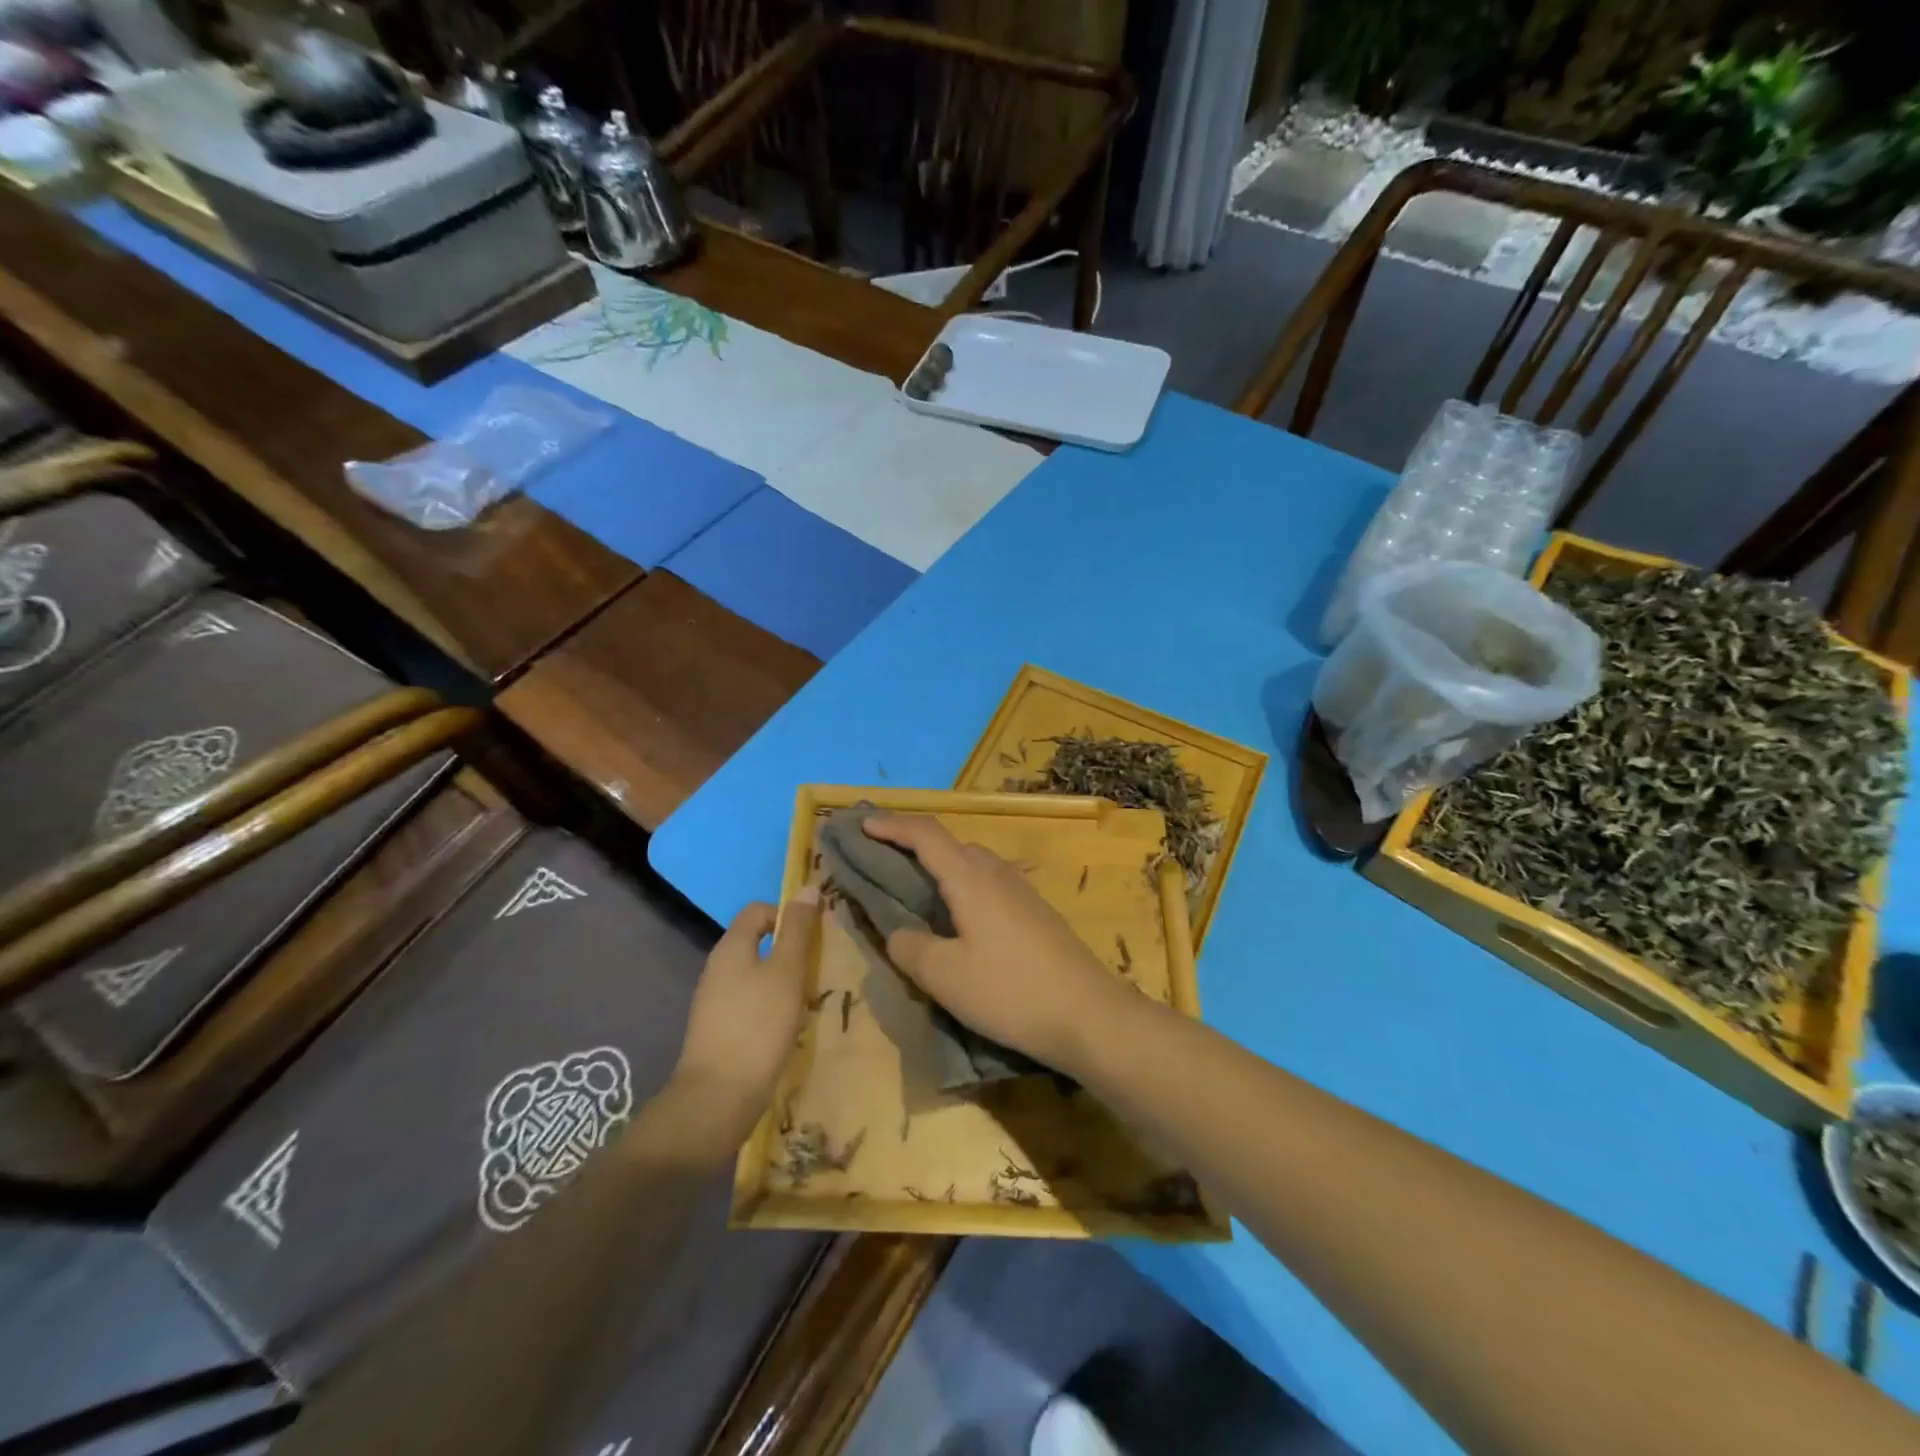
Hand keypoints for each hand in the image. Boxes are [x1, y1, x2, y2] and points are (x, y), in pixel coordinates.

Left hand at [669, 889, 819, 1143]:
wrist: (717, 1099)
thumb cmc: (757, 1026)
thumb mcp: (787, 972)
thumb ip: (798, 930)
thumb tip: (808, 887)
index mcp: (731, 947)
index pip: (758, 910)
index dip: (787, 914)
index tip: (815, 936)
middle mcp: (717, 968)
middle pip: (757, 942)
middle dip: (789, 950)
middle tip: (818, 968)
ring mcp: (714, 1002)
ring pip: (755, 975)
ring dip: (783, 981)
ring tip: (809, 999)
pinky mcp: (719, 1031)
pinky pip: (749, 1003)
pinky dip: (770, 1007)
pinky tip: (789, 1027)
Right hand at [862, 815, 1134, 1074]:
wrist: (1089, 1015)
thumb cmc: (1010, 991)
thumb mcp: (944, 976)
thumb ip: (910, 948)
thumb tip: (899, 933)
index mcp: (970, 878)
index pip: (925, 834)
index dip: (891, 825)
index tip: (862, 824)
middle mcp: (997, 873)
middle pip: (950, 844)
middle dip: (913, 845)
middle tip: (883, 860)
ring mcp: (1022, 892)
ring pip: (972, 865)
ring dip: (940, 867)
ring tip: (916, 891)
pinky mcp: (1037, 913)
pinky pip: (989, 885)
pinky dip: (962, 888)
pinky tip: (959, 921)